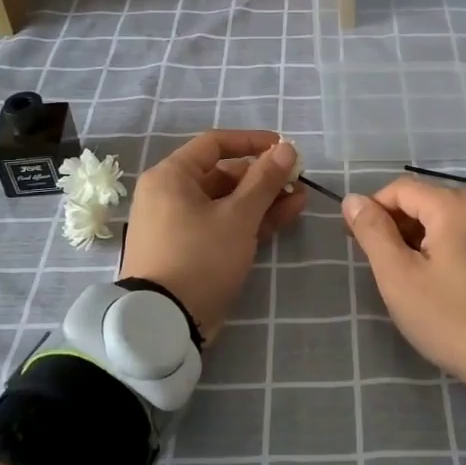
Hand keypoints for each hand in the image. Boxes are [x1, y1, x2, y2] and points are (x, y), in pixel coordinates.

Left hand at [120, 130, 306, 342]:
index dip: (252, 142)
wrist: (164, 322)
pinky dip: (251, 220)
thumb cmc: (200, 257)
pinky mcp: (191, 250)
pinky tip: (286, 216)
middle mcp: (171, 195)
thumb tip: (286, 148)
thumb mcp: (238, 216)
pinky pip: (223, 225)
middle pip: (223, 175)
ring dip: (264, 200)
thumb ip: (265, 180)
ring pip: (228, 202)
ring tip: (301, 199)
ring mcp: (180, 225)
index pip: (215, 144)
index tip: (284, 147)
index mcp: (171, 177)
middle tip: (298, 181)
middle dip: (264, 177)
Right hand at [342, 175, 465, 392]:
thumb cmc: (449, 317)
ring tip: (406, 275)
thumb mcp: (399, 276)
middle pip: (424, 200)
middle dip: (396, 225)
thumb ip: (373, 232)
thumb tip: (352, 200)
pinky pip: (465, 233)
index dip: (372, 209)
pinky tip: (436, 278)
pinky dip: (443, 245)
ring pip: (444, 218)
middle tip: (380, 264)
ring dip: (418, 237)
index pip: (400, 189)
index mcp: (454, 205)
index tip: (355, 241)